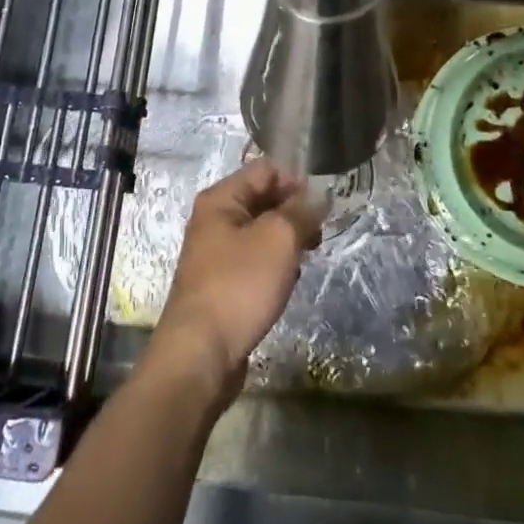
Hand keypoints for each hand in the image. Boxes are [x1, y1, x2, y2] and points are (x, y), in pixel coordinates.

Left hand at [147, 160, 322, 401]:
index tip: (322, 205)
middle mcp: (214, 220)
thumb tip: (319, 195)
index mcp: (220, 199)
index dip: (296, 181)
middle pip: (263, 199)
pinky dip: (275, 265)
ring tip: (305, 257)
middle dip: (294, 212)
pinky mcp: (223, 283)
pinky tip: (287, 282)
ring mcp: (217, 253)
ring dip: (287, 240)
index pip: (265, 170)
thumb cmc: (239, 285)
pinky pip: (256, 260)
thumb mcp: (278, 239)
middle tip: (318, 233)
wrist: (201, 353)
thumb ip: (301, 211)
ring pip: (262, 232)